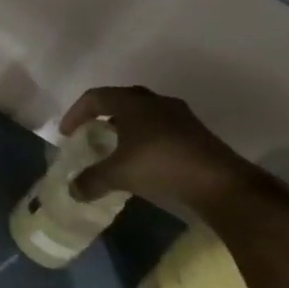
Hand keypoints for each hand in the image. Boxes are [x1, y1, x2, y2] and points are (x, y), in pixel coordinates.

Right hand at [61, 85, 274, 217]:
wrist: (221, 183)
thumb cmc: (161, 166)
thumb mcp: (119, 175)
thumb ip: (91, 180)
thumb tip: (72, 190)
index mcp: (132, 104)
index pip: (95, 97)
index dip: (76, 113)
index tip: (67, 134)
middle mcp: (155, 102)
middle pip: (121, 100)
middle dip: (102, 115)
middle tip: (92, 133)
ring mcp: (180, 116)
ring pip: (144, 113)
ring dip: (126, 126)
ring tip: (118, 147)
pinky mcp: (196, 133)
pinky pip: (161, 126)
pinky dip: (146, 137)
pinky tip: (145, 159)